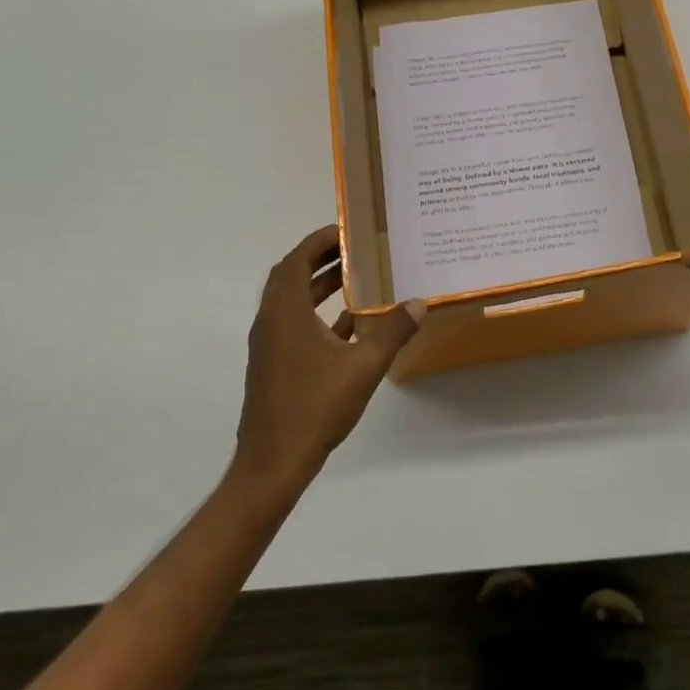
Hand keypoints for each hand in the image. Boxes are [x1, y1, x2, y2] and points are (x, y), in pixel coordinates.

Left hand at [231, 226, 424, 500]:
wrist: (274, 461)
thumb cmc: (315, 406)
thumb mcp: (363, 366)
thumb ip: (392, 331)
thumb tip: (419, 303)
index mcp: (285, 313)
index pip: (296, 260)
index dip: (318, 241)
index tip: (346, 229)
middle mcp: (271, 322)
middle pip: (292, 277)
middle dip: (321, 259)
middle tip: (356, 249)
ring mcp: (270, 345)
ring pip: (293, 303)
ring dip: (320, 287)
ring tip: (356, 278)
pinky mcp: (274, 365)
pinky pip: (295, 327)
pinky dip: (318, 317)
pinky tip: (351, 325)